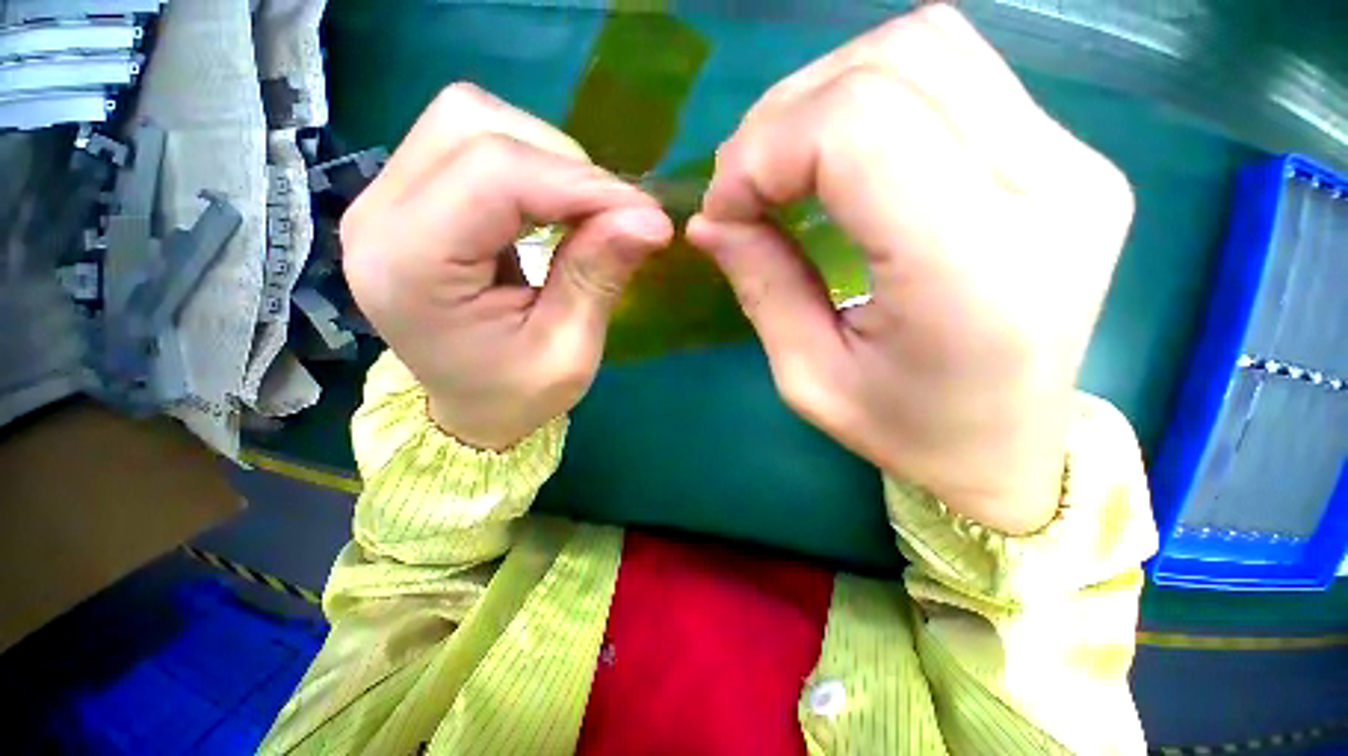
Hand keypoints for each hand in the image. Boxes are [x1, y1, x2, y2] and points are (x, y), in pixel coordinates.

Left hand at [342, 83, 672, 449]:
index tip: (644, 214)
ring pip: (471, 121)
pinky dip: (527, 164)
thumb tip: (651, 220)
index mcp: (410, 268)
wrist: (468, 409)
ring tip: (582, 212)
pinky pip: (468, 141)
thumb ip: (599, 279)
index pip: (495, 174)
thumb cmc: (516, 396)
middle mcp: (378, 216)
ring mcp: (383, 198)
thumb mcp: (569, 353)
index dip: (582, 184)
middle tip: (612, 216)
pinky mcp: (405, 195)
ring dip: (545, 159)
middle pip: (475, 126)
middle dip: (564, 165)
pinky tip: (551, 206)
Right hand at [687, 6, 1133, 533]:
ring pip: (927, 46)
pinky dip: (872, 96)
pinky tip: (842, 157)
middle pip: (894, 65)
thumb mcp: (810, 379)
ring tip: (788, 165)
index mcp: (976, 270)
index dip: (765, 151)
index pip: (857, 130)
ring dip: (828, 94)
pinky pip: (954, 73)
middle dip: (786, 116)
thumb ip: (761, 287)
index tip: (724, 207)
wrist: (1010, 446)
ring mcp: (1073, 159)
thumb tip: (709, 220)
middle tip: (747, 185)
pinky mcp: (1068, 152)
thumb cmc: (907, 430)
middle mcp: (1048, 190)